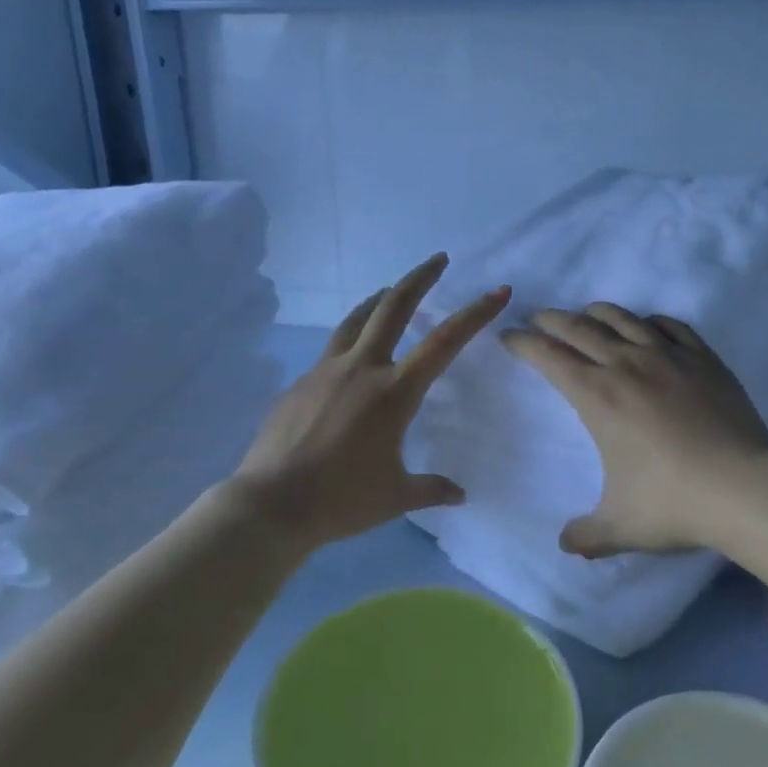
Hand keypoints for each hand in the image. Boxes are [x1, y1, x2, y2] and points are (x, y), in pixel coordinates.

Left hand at [230, 254, 509, 548]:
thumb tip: (460, 494)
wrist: (269, 506)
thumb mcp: (396, 497)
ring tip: (389, 291)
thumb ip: (431, 489)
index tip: (498, 291)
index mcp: (394, 392)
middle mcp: (361, 369)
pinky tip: (349, 363)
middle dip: (419, 278)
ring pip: (356, 320)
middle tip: (438, 260)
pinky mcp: (299, 384)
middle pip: (393, 307)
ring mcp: (325, 372)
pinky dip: (349, 343)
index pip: (445, 342)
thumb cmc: (341, 500)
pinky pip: (330, 353)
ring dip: (378, 300)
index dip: (475, 314)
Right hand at [503, 304, 767, 558]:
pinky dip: (649, 321)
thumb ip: (586, 535)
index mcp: (598, 396)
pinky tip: (647, 326)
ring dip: (596, 313)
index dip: (524, 343)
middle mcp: (627, 365)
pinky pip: (670, 325)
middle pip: (579, 327)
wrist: (745, 488)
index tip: (509, 337)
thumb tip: (565, 544)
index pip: (549, 356)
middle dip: (551, 320)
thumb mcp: (620, 528)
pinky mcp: (703, 358)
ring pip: (623, 318)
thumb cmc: (674, 503)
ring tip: (585, 315)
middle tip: (538, 319)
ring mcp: (668, 356)